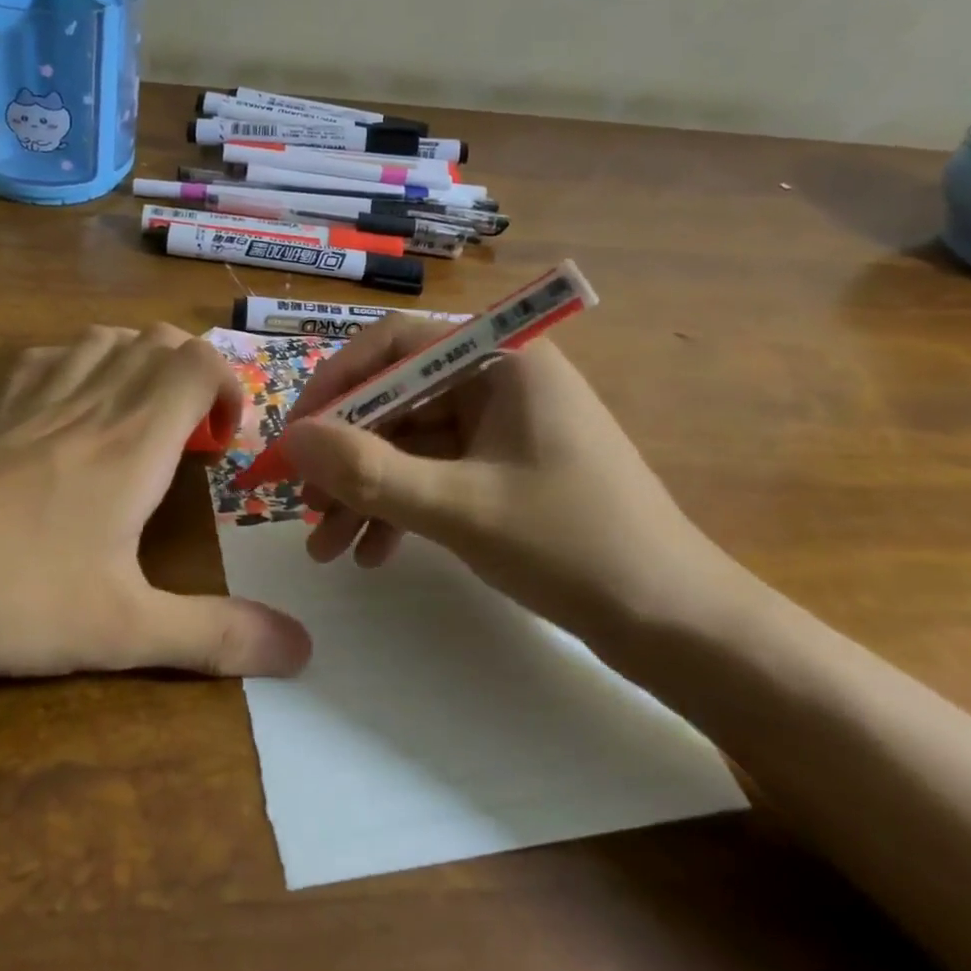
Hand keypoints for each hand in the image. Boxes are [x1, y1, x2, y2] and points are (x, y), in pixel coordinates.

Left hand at [0, 325, 311, 694]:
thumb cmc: (13, 596)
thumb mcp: (124, 630)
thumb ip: (216, 635)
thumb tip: (302, 650)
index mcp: (133, 440)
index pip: (199, 361)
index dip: (229, 384)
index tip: (227, 441)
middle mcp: (92, 402)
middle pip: (158, 340)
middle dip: (193, 373)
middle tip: (192, 438)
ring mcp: (35, 400)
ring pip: (105, 338)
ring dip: (140, 360)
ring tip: (142, 417)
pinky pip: (49, 356)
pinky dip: (80, 362)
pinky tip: (72, 408)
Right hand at [278, 318, 742, 637]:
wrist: (680, 627)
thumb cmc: (575, 546)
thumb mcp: (460, 508)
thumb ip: (369, 470)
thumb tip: (290, 439)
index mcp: (500, 358)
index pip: (394, 343)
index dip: (336, 383)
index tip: (295, 435)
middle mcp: (497, 379)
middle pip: (396, 399)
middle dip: (347, 456)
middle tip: (303, 505)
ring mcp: (501, 426)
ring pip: (409, 443)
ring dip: (366, 491)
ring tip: (327, 548)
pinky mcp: (502, 468)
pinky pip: (434, 473)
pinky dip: (400, 508)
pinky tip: (372, 554)